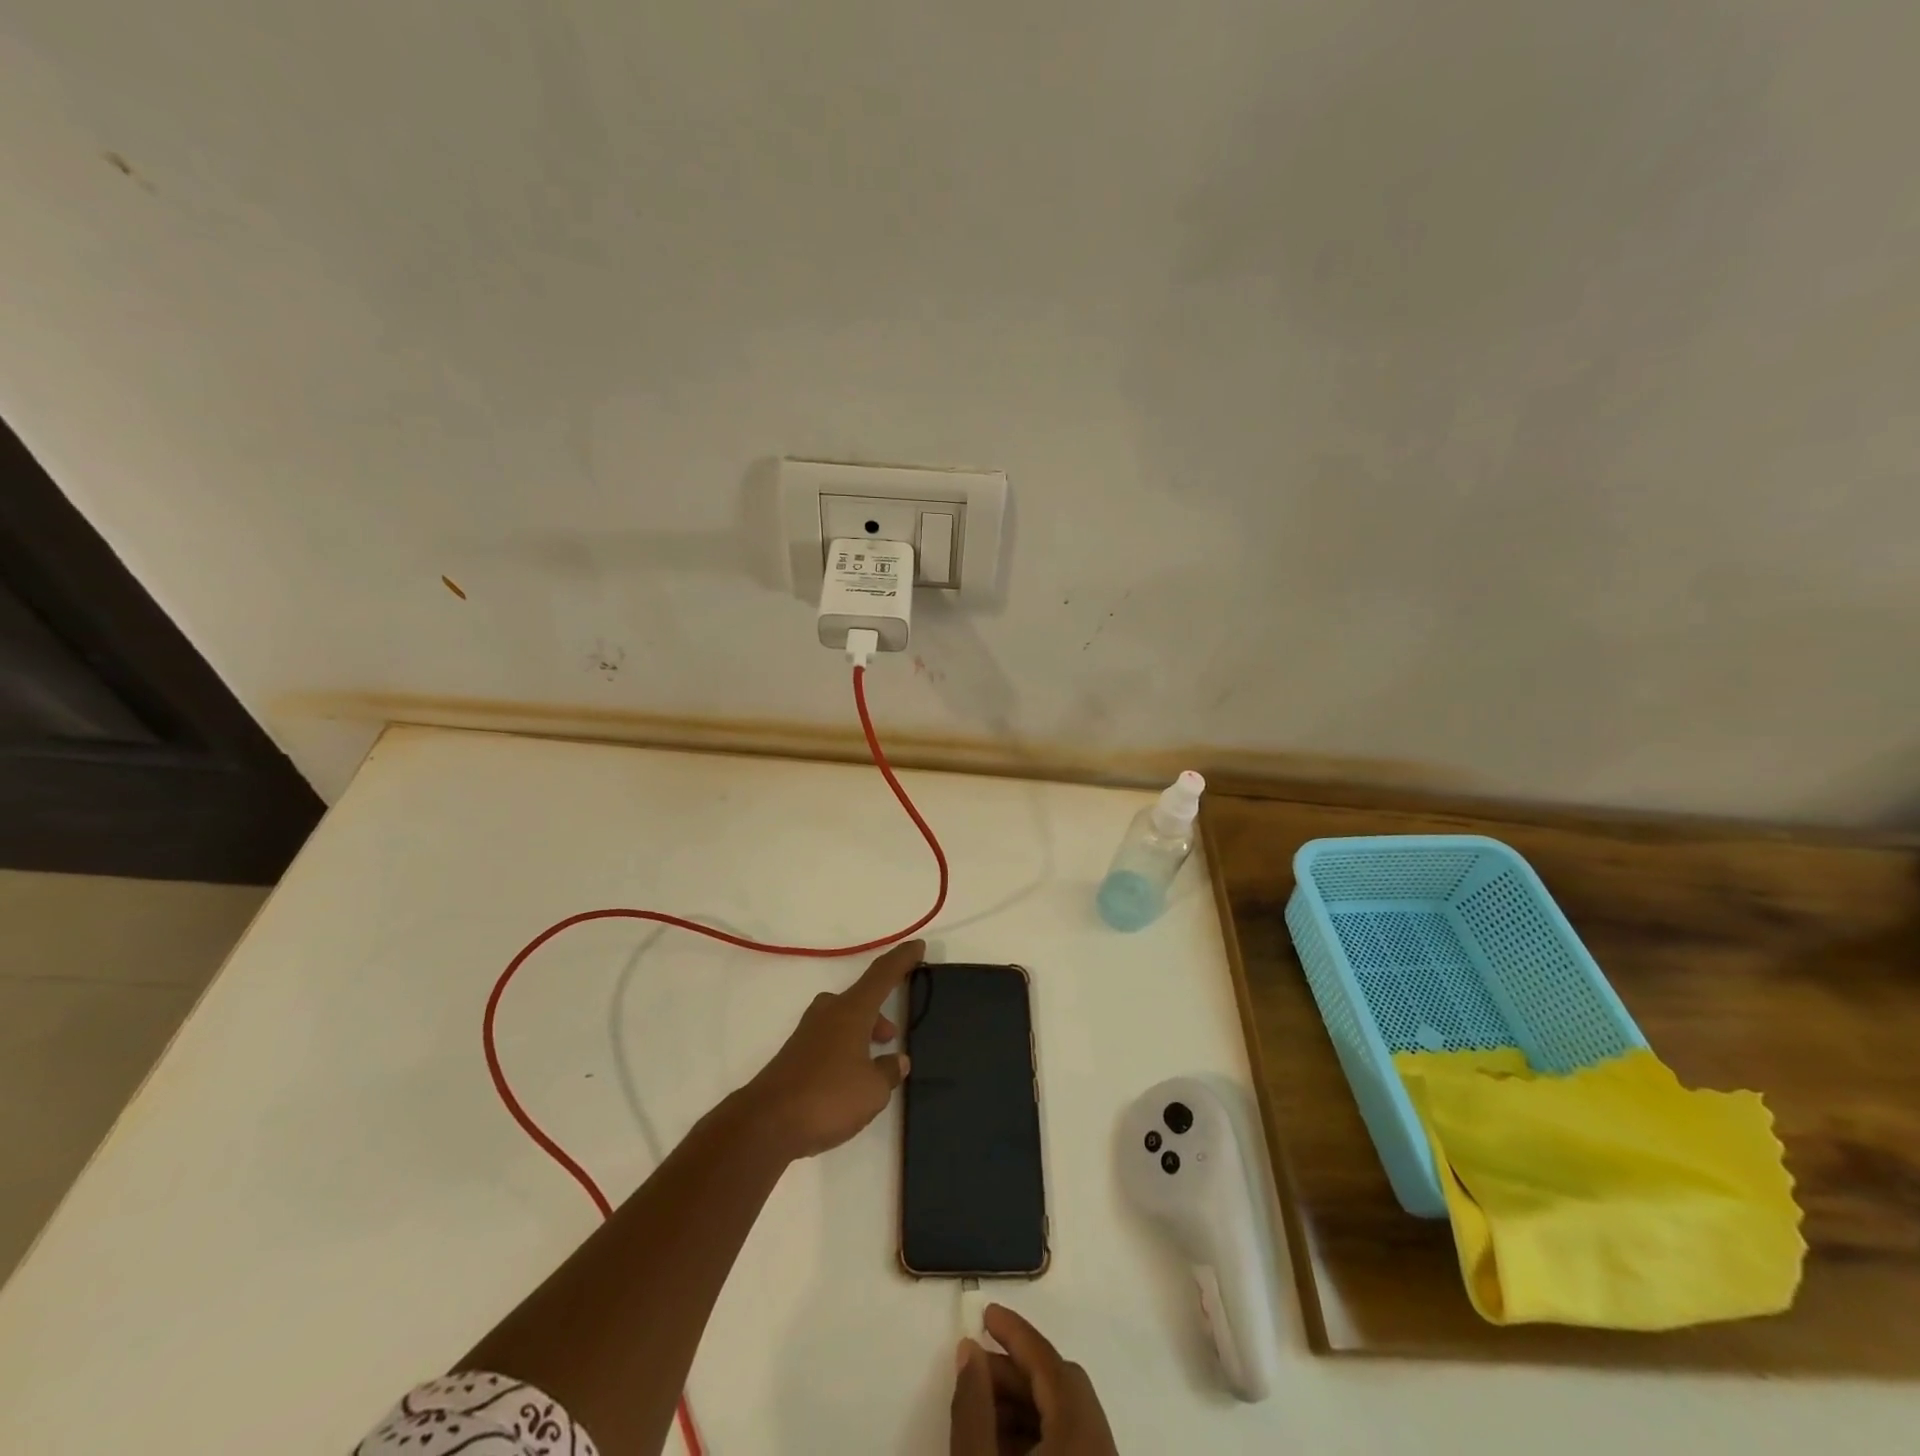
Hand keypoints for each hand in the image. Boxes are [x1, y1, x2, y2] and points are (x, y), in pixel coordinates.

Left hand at [742, 939, 920, 1158]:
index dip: (902, 960)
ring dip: (861, 1033)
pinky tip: (848, 1080)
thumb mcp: (873, 1090)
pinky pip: (828, 1041)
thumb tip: (897, 1060)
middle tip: (892, 1035)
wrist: (766, 1124)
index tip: (917, 946)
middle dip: (877, 1012)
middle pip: (859, 998)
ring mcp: (807, 1034)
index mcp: (851, 1011)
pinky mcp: (794, 1056)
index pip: (882, 975)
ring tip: (874, 1063)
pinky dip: (844, 1050)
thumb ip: (889, 1071)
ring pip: (842, 1020)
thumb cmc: (828, 1097)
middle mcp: (828, 1013)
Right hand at [951, 1305, 1118, 1455]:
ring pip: (1064, 1418)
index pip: (1049, 1362)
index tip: (984, 1313)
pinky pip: (1070, 1444)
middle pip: (1060, 1387)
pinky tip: (1003, 1445)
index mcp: (1082, 1430)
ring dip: (1022, 1405)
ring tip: (981, 1411)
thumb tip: (969, 1349)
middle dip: (1015, 1372)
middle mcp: (1102, 1444)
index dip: (1015, 1333)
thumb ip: (973, 1406)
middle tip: (976, 1370)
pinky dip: (1036, 1434)